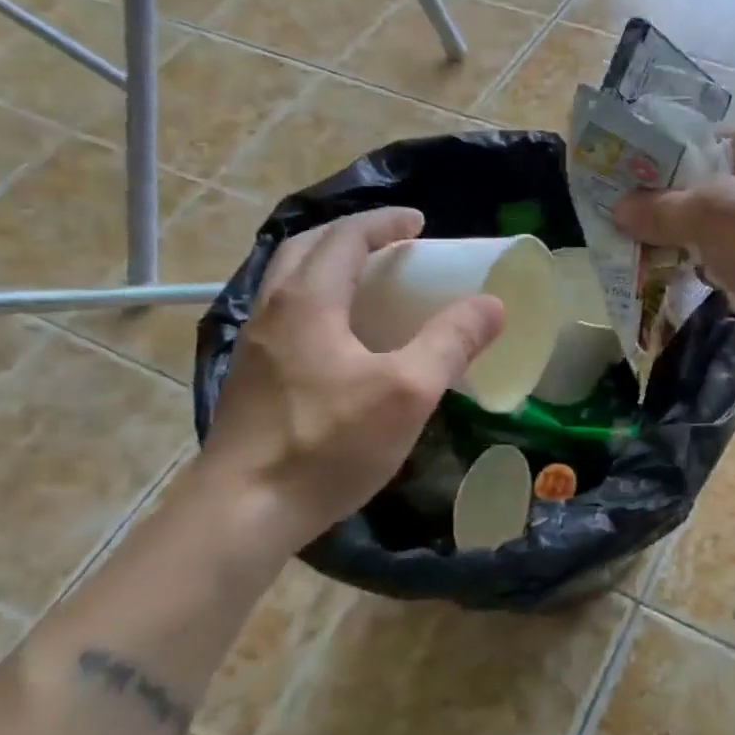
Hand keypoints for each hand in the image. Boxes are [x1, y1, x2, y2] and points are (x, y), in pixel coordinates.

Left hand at [199, 207, 504, 551]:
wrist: (242, 512)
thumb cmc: (327, 443)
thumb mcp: (407, 392)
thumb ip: (451, 342)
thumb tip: (492, 304)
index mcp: (307, 301)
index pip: (344, 237)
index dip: (383, 223)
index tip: (418, 222)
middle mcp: (273, 311)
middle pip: (307, 249)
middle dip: (351, 236)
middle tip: (393, 246)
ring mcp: (255, 347)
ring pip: (291, 283)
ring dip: (330, 268)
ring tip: (371, 285)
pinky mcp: (252, 380)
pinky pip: (287, 316)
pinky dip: (318, 302)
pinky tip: (343, 340)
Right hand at [614, 132, 734, 384]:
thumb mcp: (716, 214)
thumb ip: (664, 207)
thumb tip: (618, 208)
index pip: (704, 142)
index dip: (662, 157)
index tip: (621, 180)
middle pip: (708, 187)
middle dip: (666, 205)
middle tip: (621, 222)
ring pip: (717, 228)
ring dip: (682, 240)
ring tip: (636, 253)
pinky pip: (732, 260)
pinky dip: (706, 268)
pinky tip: (676, 279)